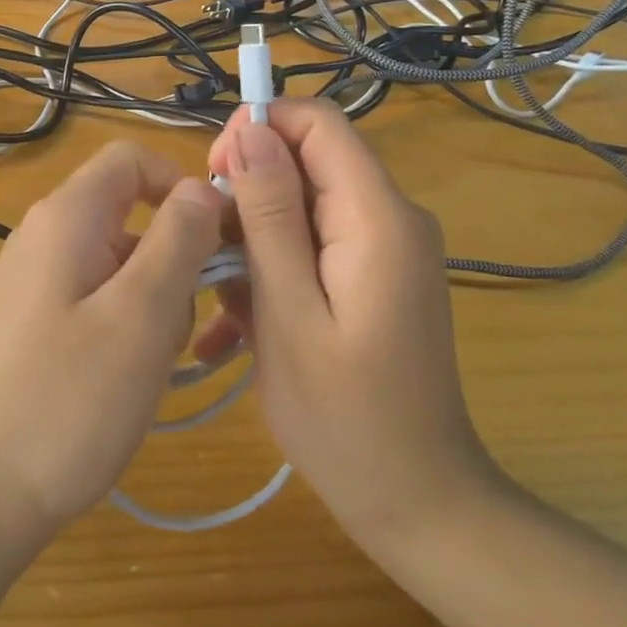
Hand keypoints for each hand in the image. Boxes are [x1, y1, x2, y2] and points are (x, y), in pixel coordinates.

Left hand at [0, 142, 224, 548]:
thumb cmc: (64, 401)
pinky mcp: (34, 326)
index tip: (219, 240)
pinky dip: (125, 331)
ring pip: (120, 266)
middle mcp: (45, 237)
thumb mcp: (140, 315)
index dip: (181, 185)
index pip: (132, 160)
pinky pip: (97, 303)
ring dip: (153, 305)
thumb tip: (201, 187)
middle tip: (180, 326)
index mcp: (66, 217)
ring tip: (149, 369)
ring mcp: (36, 284)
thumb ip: (178, 239)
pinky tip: (125, 385)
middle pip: (131, 216)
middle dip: (172, 261)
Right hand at [202, 100, 499, 561]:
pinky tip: (238, 324)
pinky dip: (273, 269)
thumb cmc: (344, 418)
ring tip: (220, 304)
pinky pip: (313, 245)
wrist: (420, 504)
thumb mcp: (289, 313)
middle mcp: (391, 217)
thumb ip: (269, 215)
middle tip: (207, 254)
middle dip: (247, 194)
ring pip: (302, 206)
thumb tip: (251, 130)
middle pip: (308, 162)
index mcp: (377, 216)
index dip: (259, 129)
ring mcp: (385, 249)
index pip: (318, 122)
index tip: (212, 176)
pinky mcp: (374, 276)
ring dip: (252, 241)